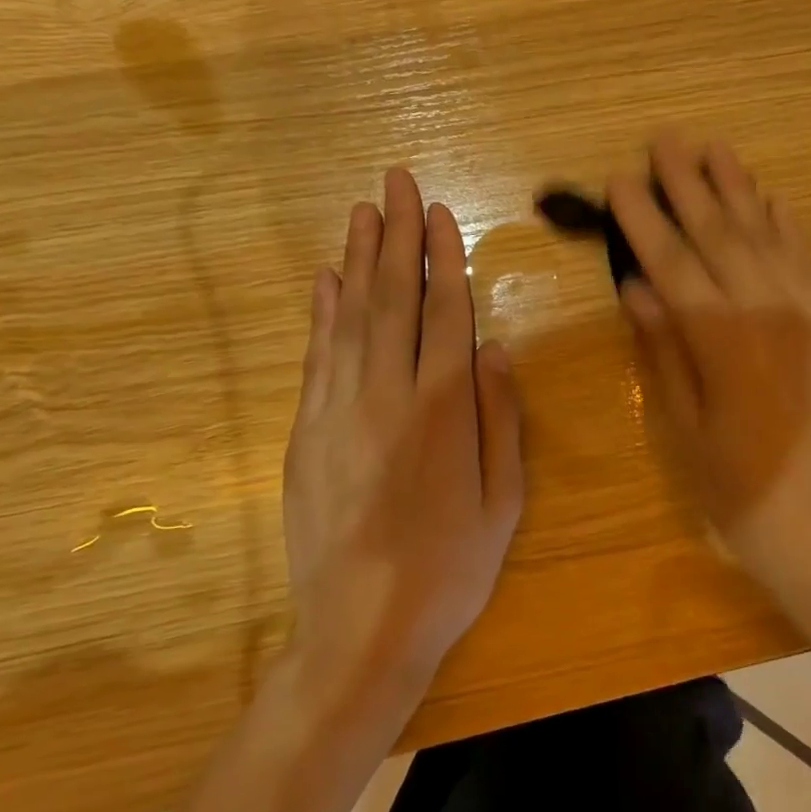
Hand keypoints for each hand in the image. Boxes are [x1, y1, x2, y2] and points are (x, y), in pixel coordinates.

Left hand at [282, 168, 524, 695]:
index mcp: (443, 409)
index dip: (442, 257)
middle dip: (396, 234)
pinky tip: (325, 279)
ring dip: (357, 259)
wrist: (361, 629)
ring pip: (350, 316)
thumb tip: (497, 348)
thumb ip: (501, 418)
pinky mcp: (307, 432)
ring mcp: (339, 410)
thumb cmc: (450, 569)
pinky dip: (321, 312)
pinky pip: (317, 357)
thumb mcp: (504, 500)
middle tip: (395, 182)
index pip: (444, 312)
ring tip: (362, 211)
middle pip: (393, 298)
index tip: (438, 212)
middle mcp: (387, 395)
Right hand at [610, 133, 810, 585]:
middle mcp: (765, 312)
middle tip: (666, 138)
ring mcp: (807, 316)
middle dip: (689, 184)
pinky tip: (774, 199)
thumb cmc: (742, 494)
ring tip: (716, 148)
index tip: (621, 178)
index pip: (672, 262)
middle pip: (720, 235)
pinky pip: (807, 264)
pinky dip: (788, 227)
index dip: (644, 219)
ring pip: (766, 237)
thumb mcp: (686, 430)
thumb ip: (665, 351)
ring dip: (739, 190)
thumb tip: (637, 289)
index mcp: (720, 340)